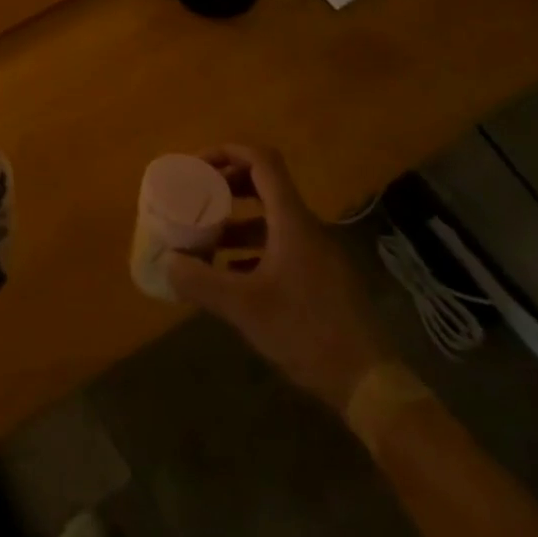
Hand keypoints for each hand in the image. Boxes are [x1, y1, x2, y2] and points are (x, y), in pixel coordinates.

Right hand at [166, 145, 394, 413]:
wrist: (370, 385)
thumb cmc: (307, 333)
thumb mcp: (245, 308)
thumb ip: (201, 282)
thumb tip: (167, 262)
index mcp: (292, 221)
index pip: (262, 161)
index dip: (227, 152)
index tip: (197, 166)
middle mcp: (307, 227)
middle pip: (265, 184)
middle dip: (227, 185)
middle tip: (197, 197)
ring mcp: (317, 253)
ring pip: (271, 219)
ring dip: (237, 221)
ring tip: (206, 239)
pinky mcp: (321, 277)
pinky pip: (281, 245)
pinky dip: (252, 248)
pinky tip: (232, 273)